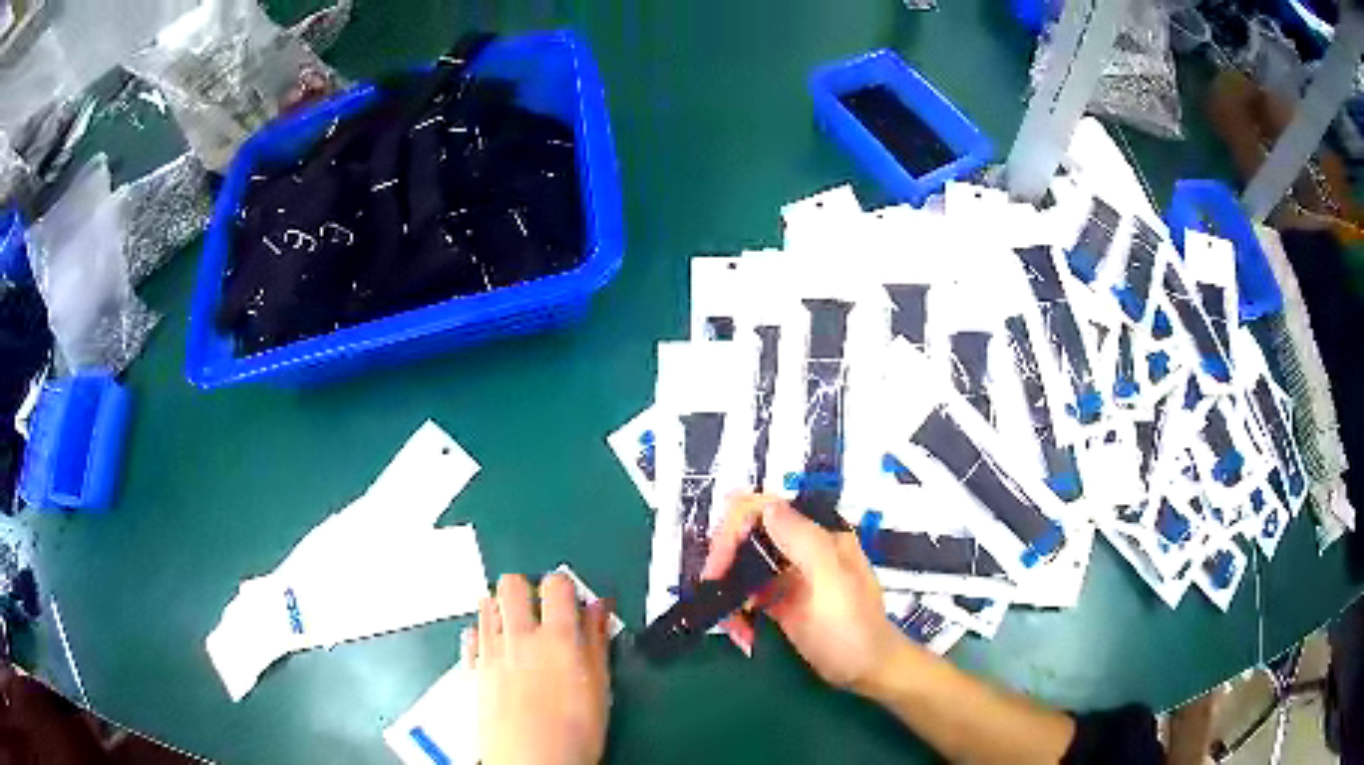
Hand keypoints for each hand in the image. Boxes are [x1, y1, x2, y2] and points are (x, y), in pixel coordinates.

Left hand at [467, 573, 610, 764]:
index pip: (556, 584)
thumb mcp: (600, 688)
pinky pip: (469, 635)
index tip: (571, 602)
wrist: (532, 763)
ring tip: (518, 627)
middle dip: (526, 588)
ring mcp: (491, 653)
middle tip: (540, 609)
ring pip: (486, 603)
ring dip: (502, 606)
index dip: (565, 587)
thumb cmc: (574, 734)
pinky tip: (496, 648)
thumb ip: (597, 642)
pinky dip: (481, 633)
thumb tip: (599, 609)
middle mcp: (519, 638)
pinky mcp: (472, 670)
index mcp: (558, 639)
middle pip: (512, 584)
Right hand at [702, 494, 907, 693]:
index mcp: (819, 535)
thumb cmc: (852, 628)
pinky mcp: (784, 602)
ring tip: (731, 625)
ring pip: (744, 567)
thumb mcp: (831, 582)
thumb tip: (766, 505)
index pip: (764, 509)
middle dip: (725, 563)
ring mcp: (792, 576)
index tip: (718, 566)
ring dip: (729, 592)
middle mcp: (803, 549)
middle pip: (748, 535)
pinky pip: (749, 596)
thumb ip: (803, 540)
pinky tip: (743, 635)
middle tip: (713, 593)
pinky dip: (739, 613)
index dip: (733, 530)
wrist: (867, 672)